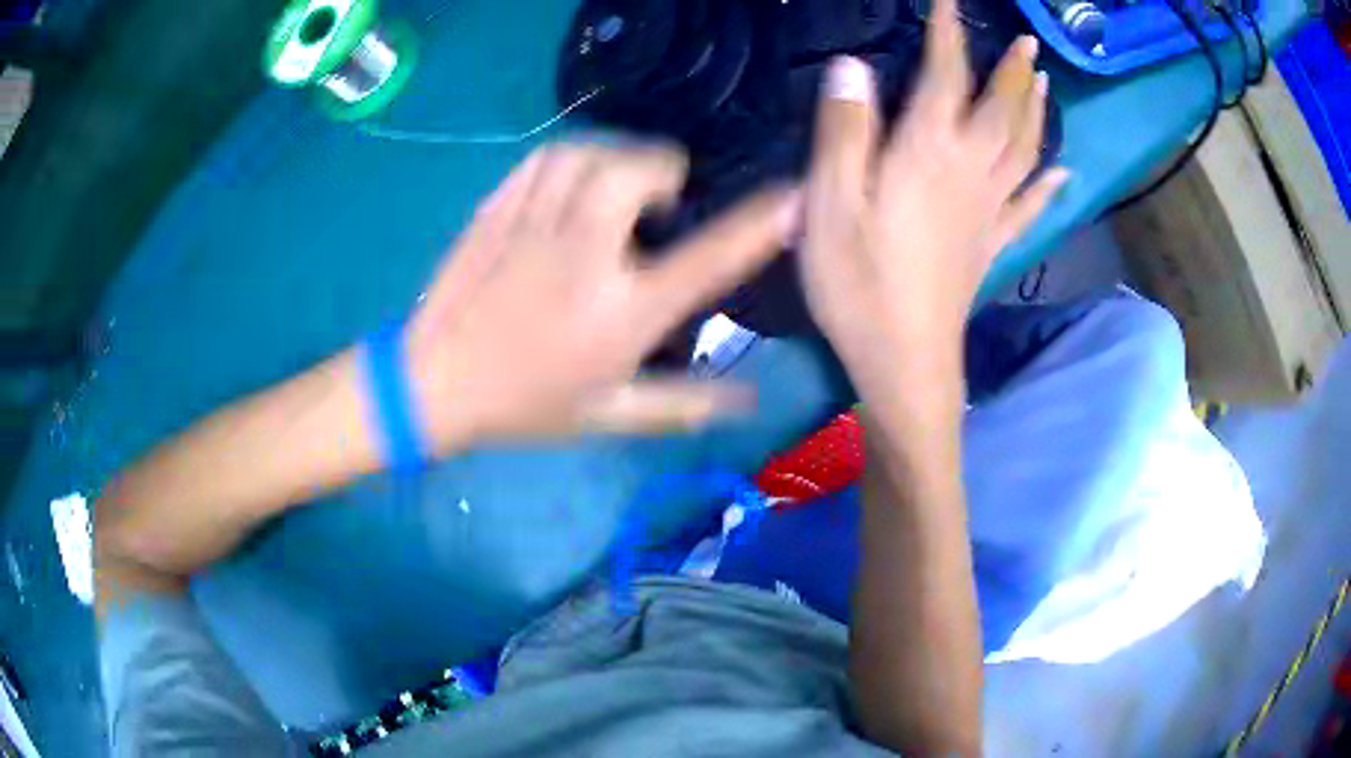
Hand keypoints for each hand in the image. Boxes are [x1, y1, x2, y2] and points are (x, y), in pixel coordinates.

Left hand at [405, 142, 798, 450]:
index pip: (706, 259)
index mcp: (620, 313)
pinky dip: (574, 156)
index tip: (792, 195)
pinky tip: (576, 180)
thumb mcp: (610, 415)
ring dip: (619, 159)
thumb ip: (686, 404)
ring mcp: (535, 225)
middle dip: (664, 171)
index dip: (758, 223)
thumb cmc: (525, 404)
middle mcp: (583, 256)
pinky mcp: (498, 208)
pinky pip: (546, 157)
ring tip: (620, 187)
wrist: (433, 383)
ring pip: (590, 153)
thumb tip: (751, 398)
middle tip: (663, 200)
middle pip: (636, 173)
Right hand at [801, 0, 1067, 395]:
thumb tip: (853, 65)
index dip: (948, 34)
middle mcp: (971, 171)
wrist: (904, 361)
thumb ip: (845, 131)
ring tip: (1046, 85)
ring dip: (1038, 113)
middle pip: (1004, 111)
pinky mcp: (993, 245)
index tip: (950, 2)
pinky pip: (1031, 206)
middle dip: (1013, 70)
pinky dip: (1051, 186)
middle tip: (1026, 41)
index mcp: (931, 152)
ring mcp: (989, 211)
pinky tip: (1066, 174)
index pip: (945, 76)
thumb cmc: (859, 284)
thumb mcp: (831, 203)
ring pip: (1026, 150)